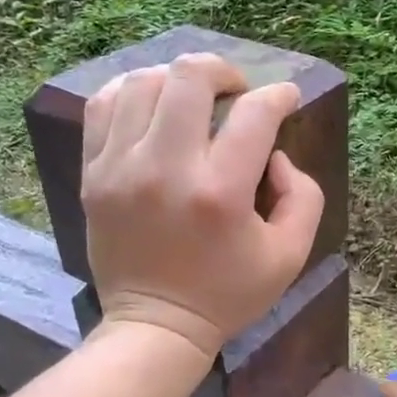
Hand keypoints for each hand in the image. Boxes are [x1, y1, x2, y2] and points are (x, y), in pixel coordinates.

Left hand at [82, 54, 323, 361]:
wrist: (156, 326)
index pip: (254, 113)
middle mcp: (167, 169)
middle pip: (190, 77)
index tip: (286, 99)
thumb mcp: (290, 255)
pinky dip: (132, 92)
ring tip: (193, 99)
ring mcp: (121, 168)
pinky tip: (152, 105)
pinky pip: (104, 106)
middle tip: (236, 92)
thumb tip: (276, 154)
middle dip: (224, 71)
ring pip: (144, 82)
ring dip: (178, 80)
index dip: (279, 95)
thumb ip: (303, 196)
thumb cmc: (228, 293)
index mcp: (221, 193)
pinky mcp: (94, 174)